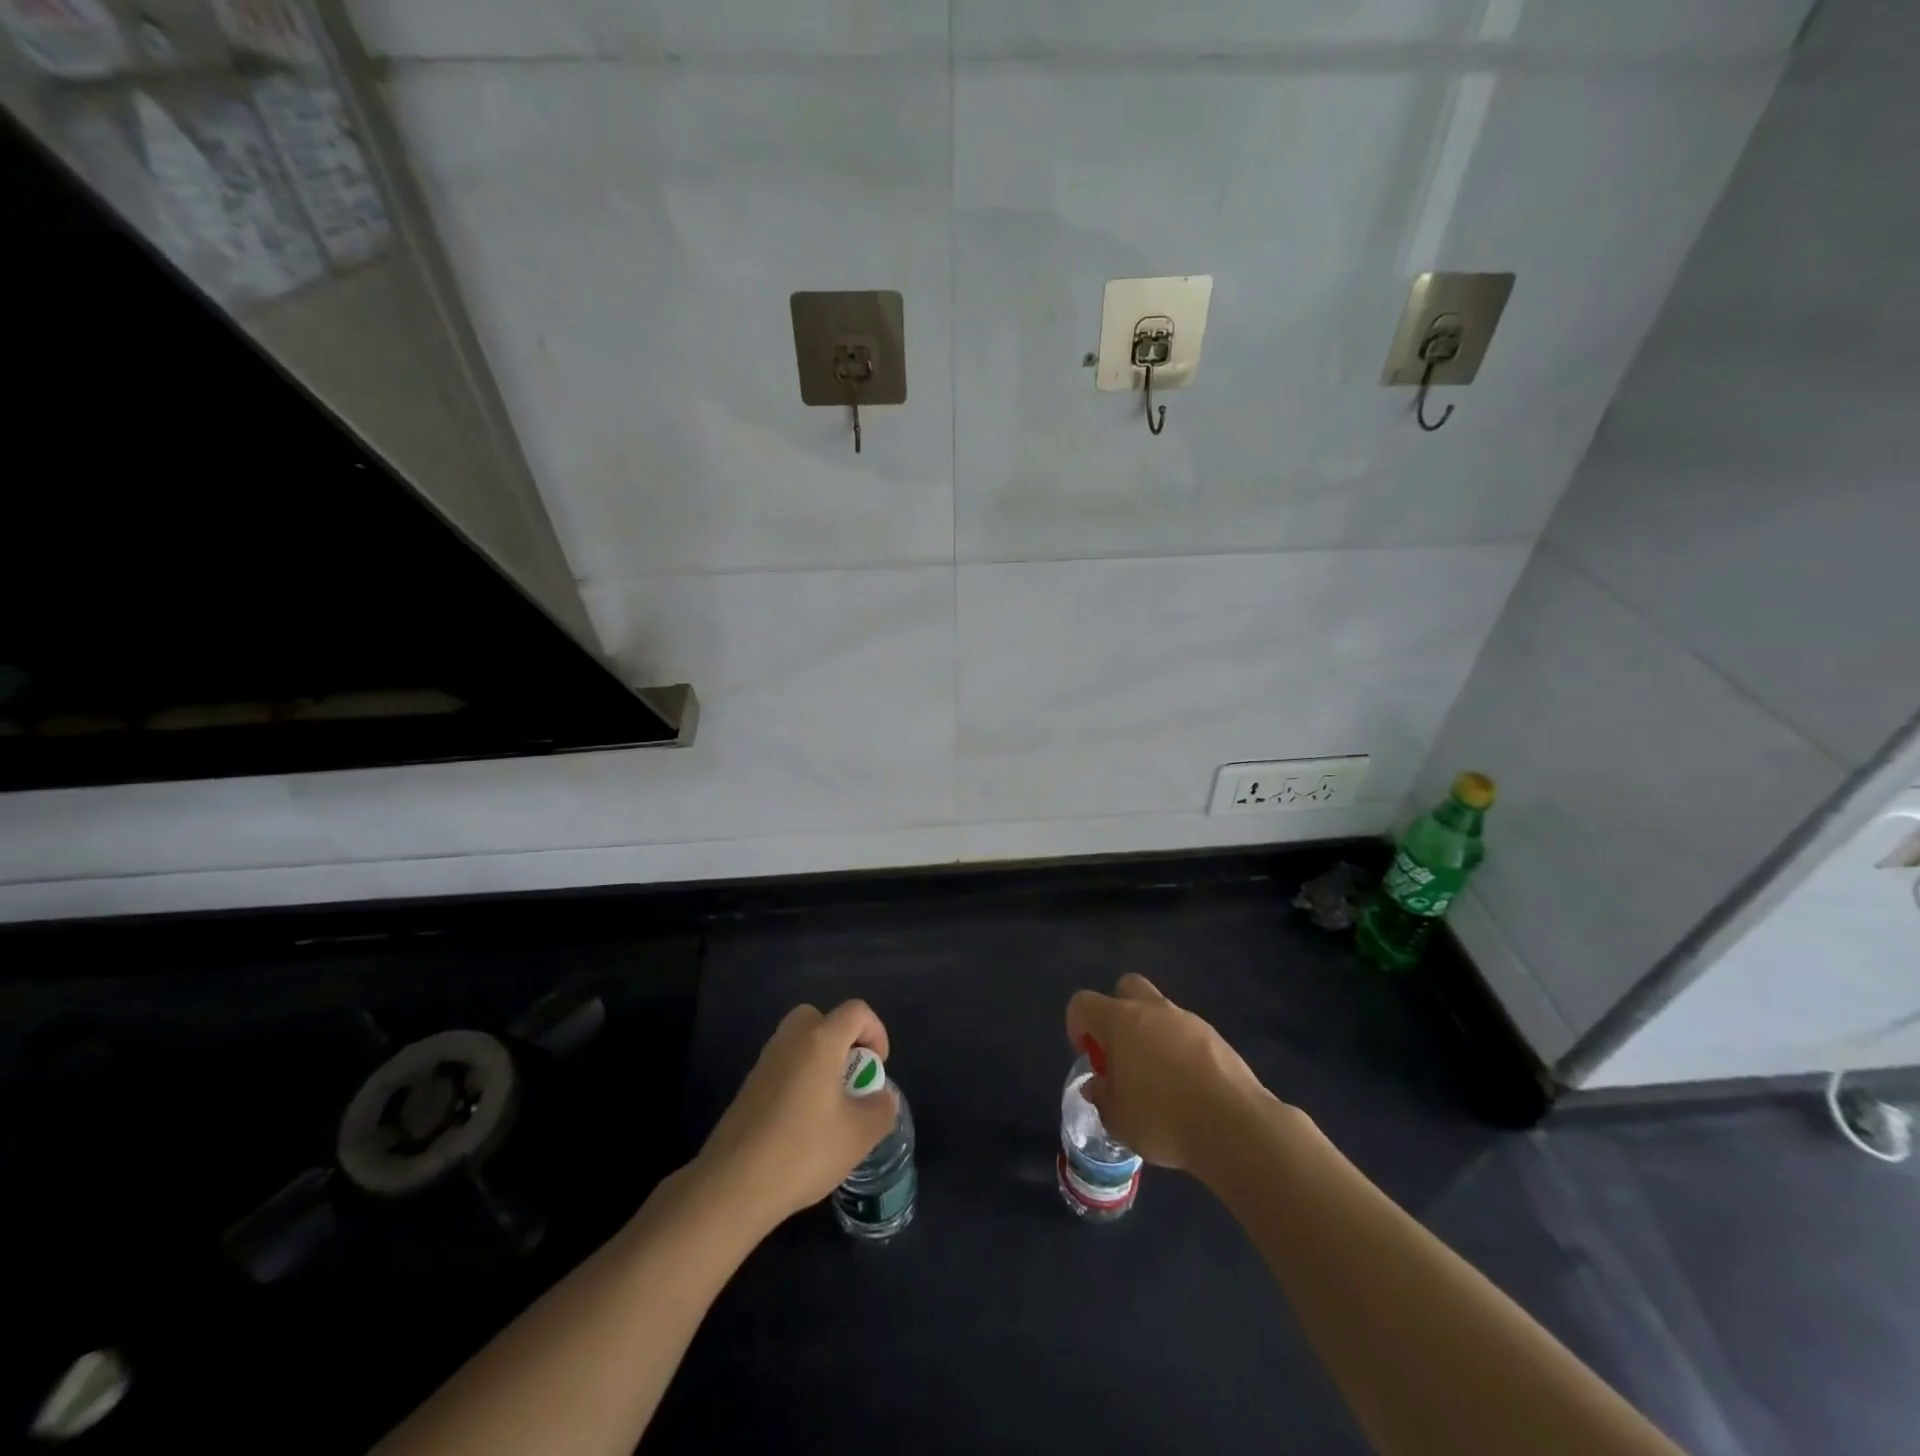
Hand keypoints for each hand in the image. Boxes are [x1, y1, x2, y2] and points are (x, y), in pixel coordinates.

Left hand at [695, 1000, 899, 1230]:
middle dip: (842, 1040)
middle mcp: (790, 1041)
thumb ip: (881, 1109)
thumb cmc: (802, 1151)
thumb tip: (882, 1097)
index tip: (876, 1069)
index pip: (856, 1011)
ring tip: (829, 1104)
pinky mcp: (748, 1087)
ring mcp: (764, 1062)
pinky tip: (802, 1122)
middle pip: (820, 1018)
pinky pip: (783, 1065)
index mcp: (820, 1041)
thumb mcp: (858, 1136)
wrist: (732, 1185)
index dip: (876, 1032)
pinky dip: (799, 1079)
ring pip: (799, 1042)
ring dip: (819, 1060)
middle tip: (849, 1077)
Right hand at [1065, 974, 1271, 1172]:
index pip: (1082, 1003)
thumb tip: (1098, 1086)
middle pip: (1126, 987)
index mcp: (1120, 1021)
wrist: (1234, 1126)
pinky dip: (1180, 1050)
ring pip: (1159, 1011)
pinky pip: (1186, 1033)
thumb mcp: (1118, 1120)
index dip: (1077, 1026)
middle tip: (1121, 1052)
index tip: (1090, 1058)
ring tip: (1158, 1079)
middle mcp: (1152, 1010)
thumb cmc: (1163, 1119)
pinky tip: (1187, 1087)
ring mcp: (1187, 1020)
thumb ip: (1102, 1098)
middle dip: (1117, 1012)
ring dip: (1151, 1033)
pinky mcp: (1216, 1037)